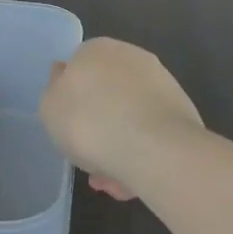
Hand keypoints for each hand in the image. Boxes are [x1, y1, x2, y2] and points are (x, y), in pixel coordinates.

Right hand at [40, 38, 203, 200]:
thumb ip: (54, 91)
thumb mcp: (50, 108)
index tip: (70, 130)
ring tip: (115, 183)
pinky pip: (152, 133)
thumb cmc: (89, 123)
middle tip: (92, 162)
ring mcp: (160, 83)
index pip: (78, 70)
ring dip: (119, 147)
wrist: (154, 148)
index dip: (72, 103)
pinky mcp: (182, 111)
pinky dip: (142, 153)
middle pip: (107, 96)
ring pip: (130, 118)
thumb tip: (64, 74)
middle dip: (99, 129)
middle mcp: (130, 57)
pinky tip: (135, 181)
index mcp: (95, 50)